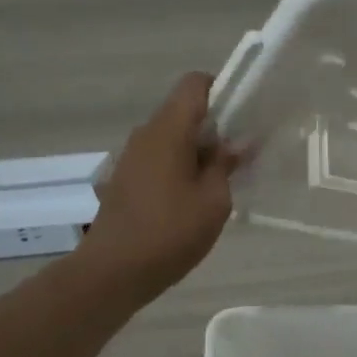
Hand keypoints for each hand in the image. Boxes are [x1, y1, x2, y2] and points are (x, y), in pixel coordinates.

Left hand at [75, 73, 239, 303]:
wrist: (112, 272)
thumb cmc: (169, 233)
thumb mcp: (214, 201)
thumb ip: (226, 165)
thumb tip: (236, 143)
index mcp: (168, 130)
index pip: (194, 84)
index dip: (222, 91)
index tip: (243, 118)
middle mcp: (146, 134)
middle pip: (184, 112)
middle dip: (215, 128)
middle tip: (240, 157)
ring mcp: (131, 157)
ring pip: (172, 138)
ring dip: (197, 152)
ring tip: (220, 184)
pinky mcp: (125, 180)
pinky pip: (159, 159)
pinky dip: (180, 168)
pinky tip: (193, 201)